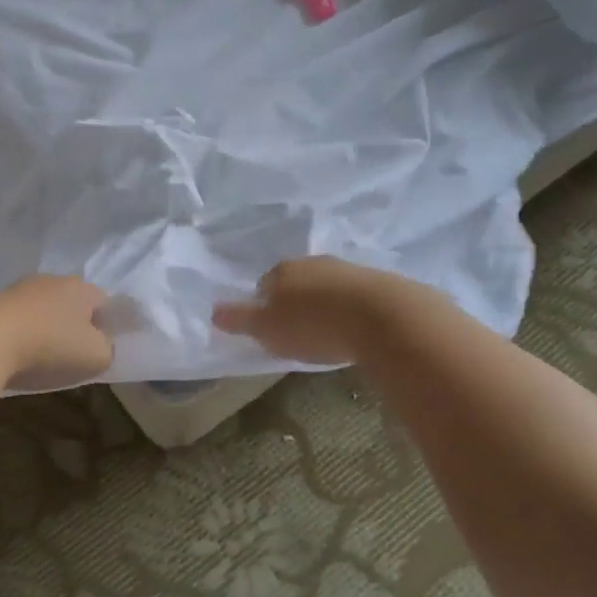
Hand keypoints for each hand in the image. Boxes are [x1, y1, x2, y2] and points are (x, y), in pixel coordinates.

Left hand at [0, 275, 114, 391]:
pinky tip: (17, 354)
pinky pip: (18, 319)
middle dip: (75, 325)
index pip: (105, 303)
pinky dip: (21, 333)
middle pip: (72, 303)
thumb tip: (102, 344)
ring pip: (43, 309)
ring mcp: (20, 289)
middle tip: (74, 354)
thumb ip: (108, 348)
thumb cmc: (51, 346)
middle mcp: (53, 280)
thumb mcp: (97, 356)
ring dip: (45, 328)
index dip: (107, 326)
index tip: (101, 349)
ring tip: (42, 357)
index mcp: (83, 288)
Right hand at [212, 257, 403, 364]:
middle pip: (296, 283)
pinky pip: (355, 296)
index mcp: (282, 270)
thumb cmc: (313, 324)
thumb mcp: (267, 329)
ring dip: (324, 306)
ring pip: (326, 288)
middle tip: (298, 333)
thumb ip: (240, 320)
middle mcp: (313, 262)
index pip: (263, 285)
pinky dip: (350, 310)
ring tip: (329, 334)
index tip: (270, 331)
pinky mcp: (379, 283)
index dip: (263, 308)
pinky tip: (355, 330)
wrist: (383, 317)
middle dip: (295, 304)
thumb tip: (213, 311)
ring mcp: (348, 269)